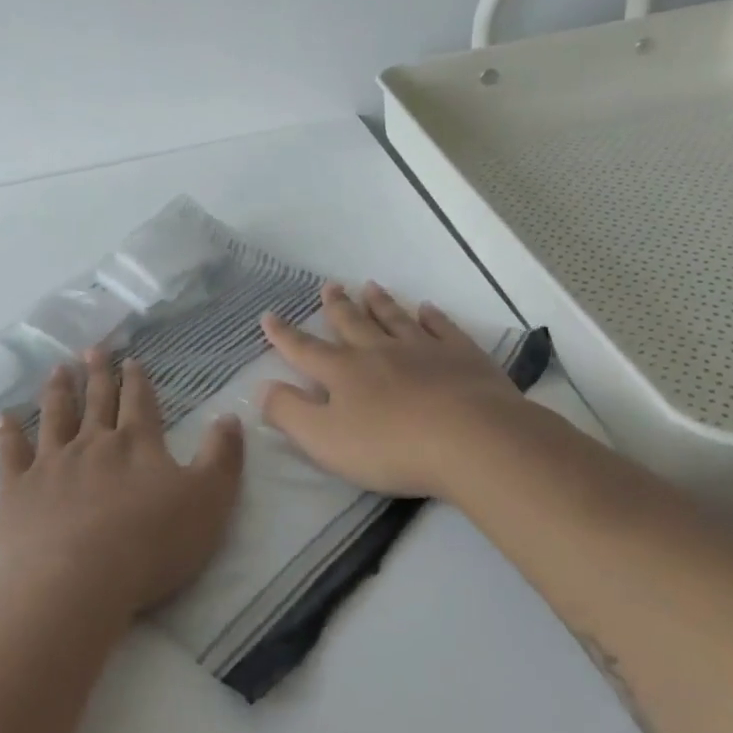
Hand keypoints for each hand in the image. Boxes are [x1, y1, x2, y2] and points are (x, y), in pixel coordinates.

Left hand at [0, 347, 245, 622]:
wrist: (76, 582)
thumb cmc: (150, 544)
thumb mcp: (208, 501)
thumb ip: (221, 457)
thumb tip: (230, 416)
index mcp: (136, 444)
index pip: (139, 402)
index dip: (137, 380)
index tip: (131, 360)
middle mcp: (92, 443)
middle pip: (97, 401)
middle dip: (98, 374)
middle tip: (93, 349)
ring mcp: (51, 463)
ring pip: (55, 417)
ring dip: (58, 392)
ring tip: (58, 369)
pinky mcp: (17, 489)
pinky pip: (11, 453)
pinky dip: (8, 433)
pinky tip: (5, 418)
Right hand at [259, 281, 529, 496]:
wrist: (471, 439)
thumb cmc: (390, 446)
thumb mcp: (324, 439)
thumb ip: (289, 412)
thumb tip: (262, 388)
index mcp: (343, 372)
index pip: (305, 350)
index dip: (284, 335)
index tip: (269, 316)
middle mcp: (379, 351)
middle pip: (352, 324)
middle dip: (337, 306)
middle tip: (329, 286)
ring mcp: (423, 349)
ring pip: (395, 319)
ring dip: (380, 303)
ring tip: (370, 286)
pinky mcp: (462, 357)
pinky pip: (442, 328)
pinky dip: (432, 316)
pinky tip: (428, 309)